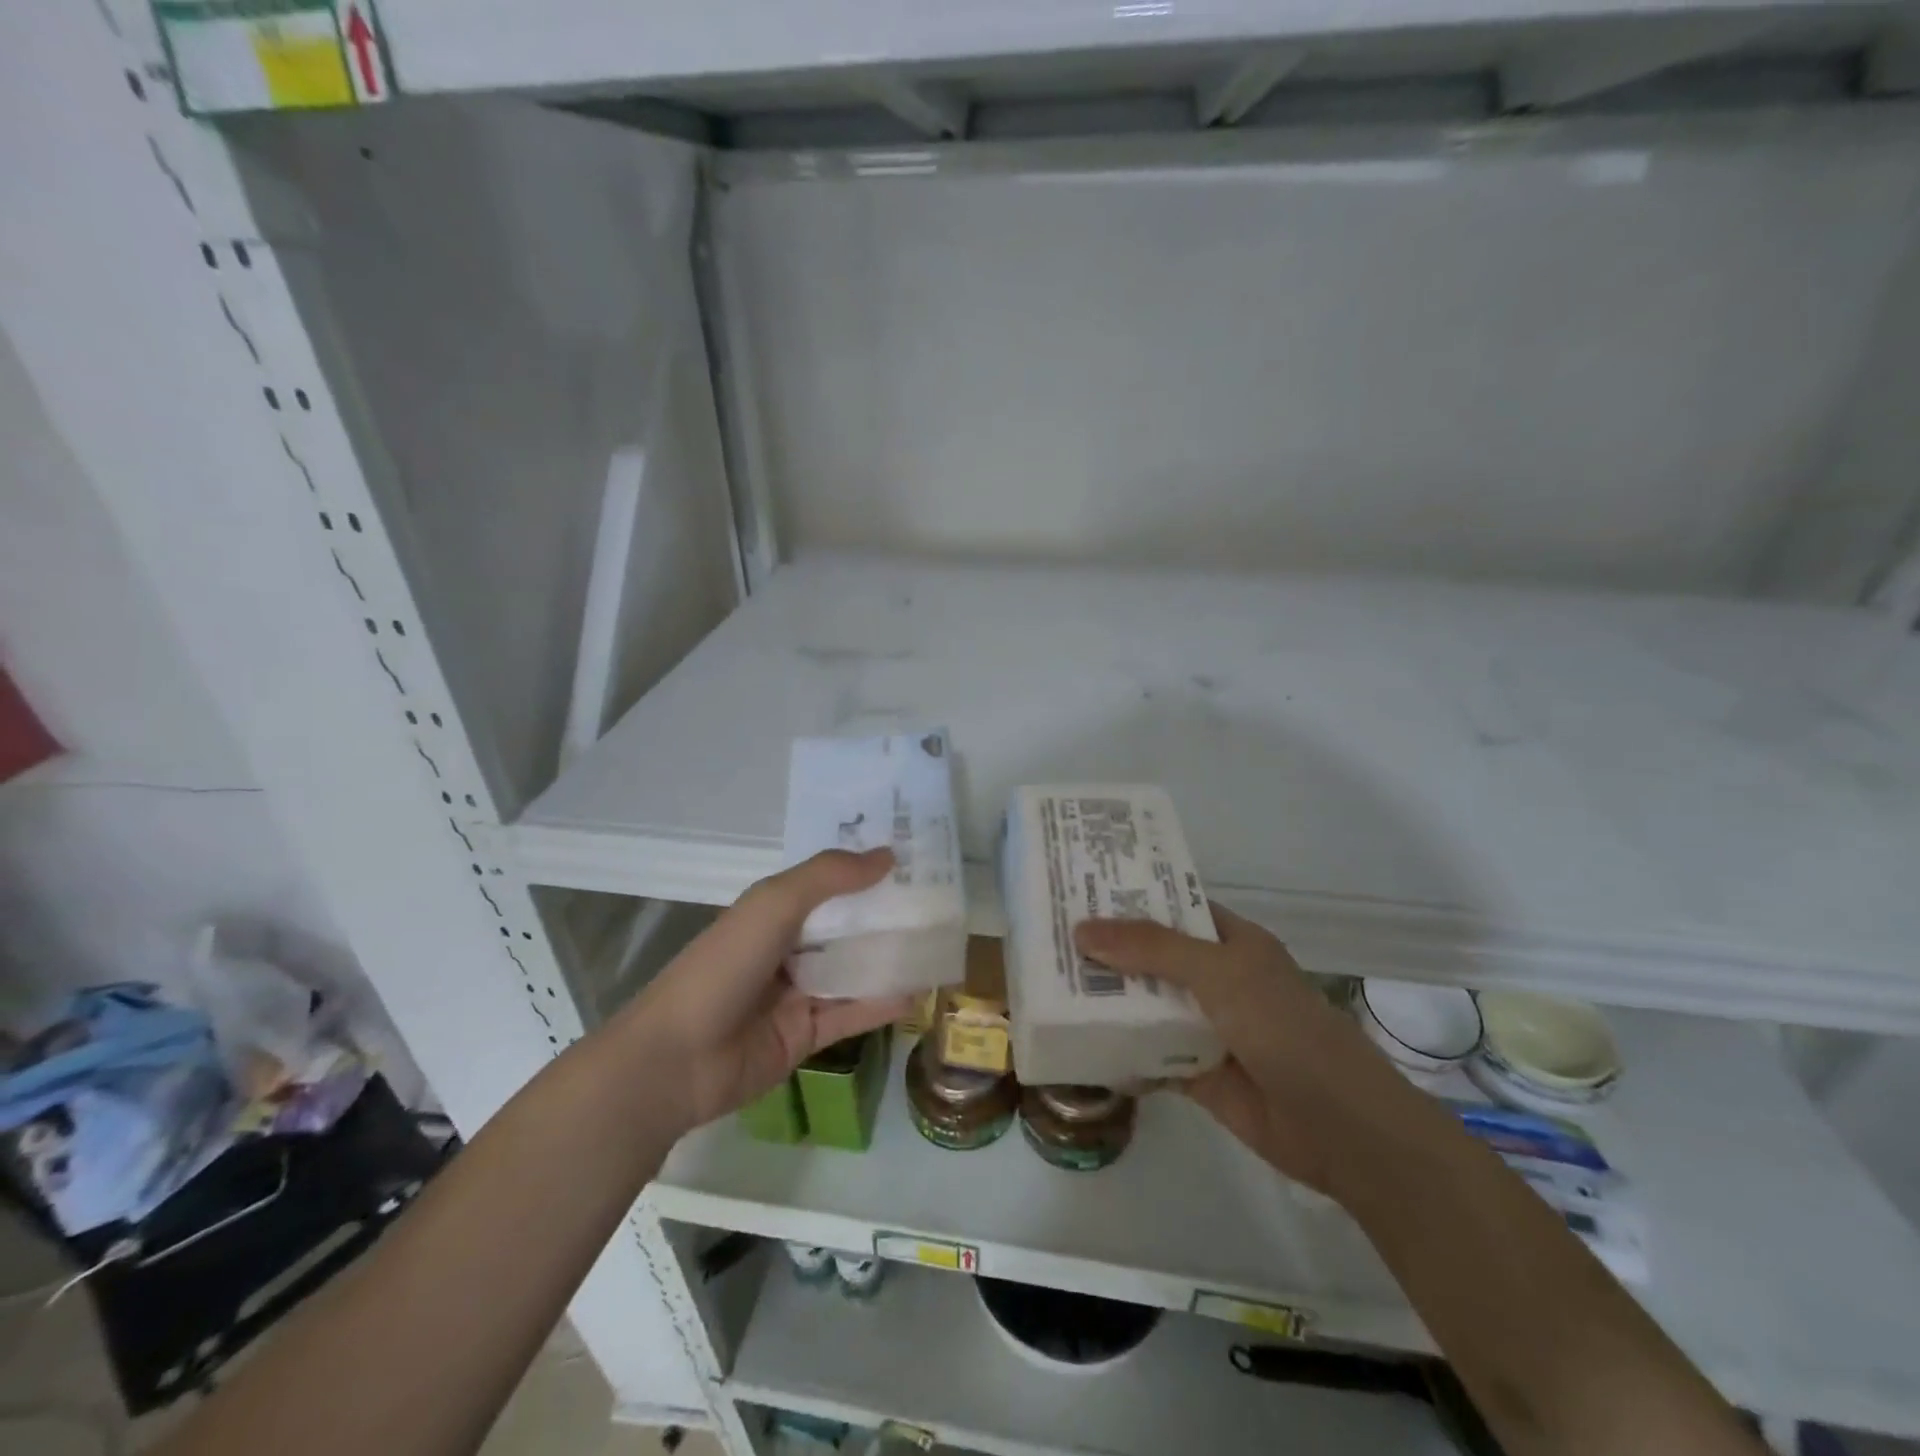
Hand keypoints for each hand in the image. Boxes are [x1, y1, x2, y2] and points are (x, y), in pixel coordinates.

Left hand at [627, 848, 913, 1133]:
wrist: (677, 1059)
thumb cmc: (724, 966)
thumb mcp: (774, 904)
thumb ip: (829, 876)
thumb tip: (887, 855)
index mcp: (775, 911)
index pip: (829, 884)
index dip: (866, 871)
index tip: (914, 858)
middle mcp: (789, 947)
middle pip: (847, 926)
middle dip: (887, 914)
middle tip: (940, 902)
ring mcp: (798, 993)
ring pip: (855, 969)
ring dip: (892, 958)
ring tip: (940, 943)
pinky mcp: (807, 1035)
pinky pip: (852, 1012)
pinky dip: (883, 1002)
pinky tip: (920, 991)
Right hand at [1074, 905, 1417, 1194]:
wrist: (1339, 1128)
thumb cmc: (1284, 1028)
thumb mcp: (1218, 973)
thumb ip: (1151, 949)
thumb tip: (1082, 929)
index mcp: (1231, 942)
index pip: (1173, 907)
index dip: (1131, 897)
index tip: (1079, 888)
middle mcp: (1217, 979)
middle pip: (1152, 956)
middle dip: (1108, 950)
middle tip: (1048, 936)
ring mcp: (1207, 1026)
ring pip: (1147, 1005)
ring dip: (1107, 999)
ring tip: (1048, 983)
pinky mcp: (1197, 1073)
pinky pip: (1148, 1054)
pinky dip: (1118, 1050)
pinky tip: (1075, 1043)